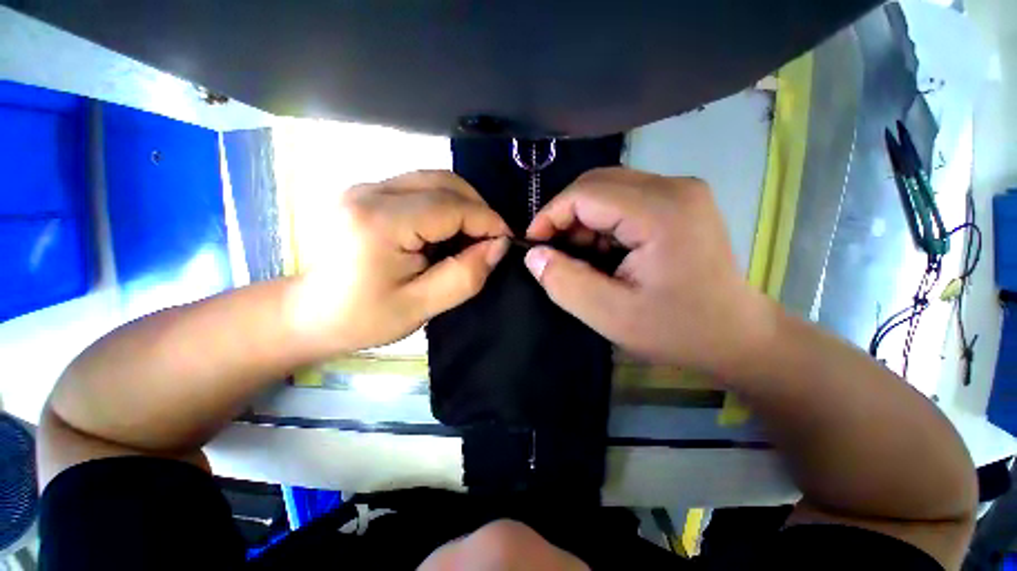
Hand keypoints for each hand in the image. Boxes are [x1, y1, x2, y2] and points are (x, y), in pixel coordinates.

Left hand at [289, 171, 509, 351]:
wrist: (311, 313)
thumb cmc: (364, 318)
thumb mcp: (421, 306)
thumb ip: (465, 275)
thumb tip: (499, 246)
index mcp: (381, 222)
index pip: (451, 207)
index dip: (487, 220)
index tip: (506, 241)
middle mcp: (371, 191)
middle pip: (443, 182)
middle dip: (477, 208)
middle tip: (490, 239)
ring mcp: (366, 187)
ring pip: (433, 179)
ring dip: (462, 204)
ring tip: (472, 235)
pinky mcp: (367, 192)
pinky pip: (419, 187)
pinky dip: (444, 204)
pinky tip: (447, 230)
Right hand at [523, 167, 772, 377]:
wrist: (736, 335)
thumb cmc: (677, 330)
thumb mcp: (610, 316)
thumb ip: (565, 282)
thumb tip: (533, 255)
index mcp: (661, 212)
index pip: (586, 193)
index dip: (550, 215)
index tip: (534, 246)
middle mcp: (674, 187)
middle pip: (596, 184)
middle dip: (565, 216)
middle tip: (555, 253)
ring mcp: (681, 191)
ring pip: (608, 189)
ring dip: (583, 220)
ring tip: (581, 256)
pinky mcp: (680, 201)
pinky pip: (625, 199)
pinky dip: (602, 222)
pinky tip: (604, 251)